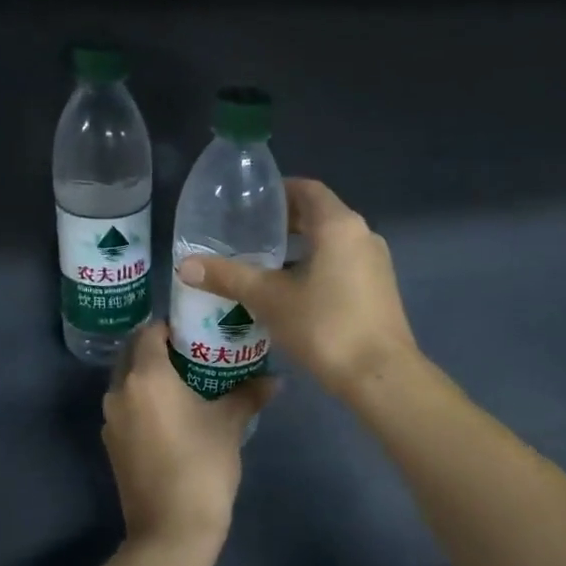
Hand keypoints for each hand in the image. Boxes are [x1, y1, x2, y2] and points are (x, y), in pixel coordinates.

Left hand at [102, 323, 276, 558]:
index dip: (173, 326)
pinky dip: (146, 401)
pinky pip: (128, 407)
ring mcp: (111, 420)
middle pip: (135, 354)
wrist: (171, 530)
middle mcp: (119, 391)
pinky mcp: (112, 444)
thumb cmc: (202, 466)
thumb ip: (250, 393)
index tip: (199, 330)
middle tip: (196, 352)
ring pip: (129, 382)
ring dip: (152, 376)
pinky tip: (174, 414)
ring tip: (188, 382)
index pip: (150, 331)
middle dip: (161, 348)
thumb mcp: (230, 424)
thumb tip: (276, 379)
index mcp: (145, 376)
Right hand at [175, 178, 417, 401]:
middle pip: (319, 215)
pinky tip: (290, 292)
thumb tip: (185, 265)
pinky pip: (342, 264)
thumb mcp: (269, 299)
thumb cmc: (325, 326)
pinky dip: (316, 267)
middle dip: (284, 222)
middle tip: (247, 234)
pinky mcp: (379, 289)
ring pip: (331, 243)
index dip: (278, 191)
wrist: (380, 376)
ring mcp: (375, 263)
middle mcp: (362, 235)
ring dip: (300, 248)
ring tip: (263, 264)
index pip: (307, 189)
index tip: (249, 204)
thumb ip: (228, 277)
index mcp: (339, 225)